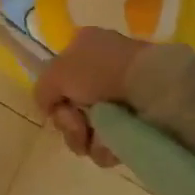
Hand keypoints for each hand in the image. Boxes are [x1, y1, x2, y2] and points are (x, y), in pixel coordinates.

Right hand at [34, 27, 149, 167]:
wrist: (152, 88)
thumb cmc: (99, 72)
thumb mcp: (55, 73)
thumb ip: (42, 90)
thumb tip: (48, 107)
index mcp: (84, 47)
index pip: (59, 79)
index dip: (56, 98)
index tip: (59, 107)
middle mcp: (103, 69)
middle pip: (72, 107)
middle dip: (69, 123)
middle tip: (78, 126)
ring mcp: (123, 95)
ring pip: (90, 127)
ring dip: (86, 139)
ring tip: (97, 139)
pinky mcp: (140, 121)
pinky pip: (113, 140)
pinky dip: (107, 147)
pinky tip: (112, 145)